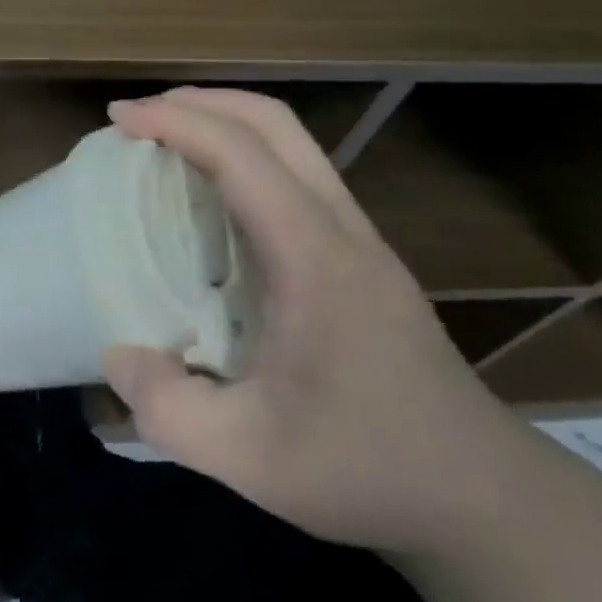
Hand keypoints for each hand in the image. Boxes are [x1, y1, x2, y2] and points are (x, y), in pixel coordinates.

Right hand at [101, 88, 532, 557]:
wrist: (485, 500)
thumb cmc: (366, 469)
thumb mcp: (248, 459)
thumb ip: (167, 409)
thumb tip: (116, 355)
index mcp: (313, 257)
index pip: (241, 153)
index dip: (175, 122)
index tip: (118, 118)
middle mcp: (340, 229)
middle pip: (274, 123)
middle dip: (201, 101)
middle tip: (139, 117)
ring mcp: (359, 239)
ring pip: (293, 142)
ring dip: (226, 122)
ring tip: (167, 142)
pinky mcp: (362, 257)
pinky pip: (298, 175)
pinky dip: (246, 157)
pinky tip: (214, 200)